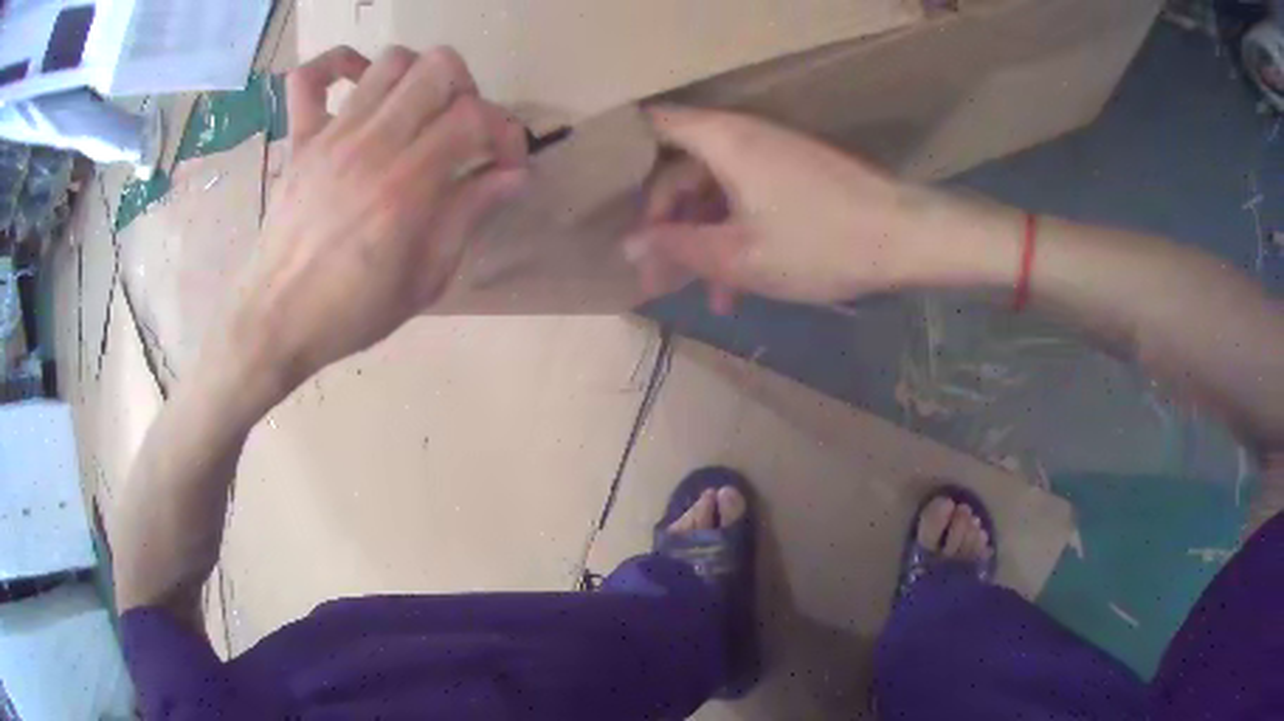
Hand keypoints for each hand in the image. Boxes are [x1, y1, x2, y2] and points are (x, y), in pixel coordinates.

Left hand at [223, 46, 528, 394]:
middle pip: (439, 68)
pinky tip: (357, 82)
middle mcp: (372, 145)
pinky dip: (336, 64)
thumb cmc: (352, 311)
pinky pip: (309, 77)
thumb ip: (470, 216)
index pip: (476, 117)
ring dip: (418, 77)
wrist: (276, 321)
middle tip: (460, 130)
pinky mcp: (300, 139)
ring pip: (390, 61)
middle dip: (467, 91)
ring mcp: (331, 135)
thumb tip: (514, 176)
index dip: (506, 132)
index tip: (506, 163)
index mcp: (407, 185)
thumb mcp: (426, 279)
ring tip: (418, 112)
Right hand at [624, 106, 919, 313]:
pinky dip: (736, 235)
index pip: (654, 125)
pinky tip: (737, 287)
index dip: (623, 150)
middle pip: (682, 169)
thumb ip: (679, 249)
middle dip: (666, 223)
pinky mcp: (794, 176)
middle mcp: (743, 137)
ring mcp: (771, 156)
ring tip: (702, 295)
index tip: (601, 190)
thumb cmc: (820, 243)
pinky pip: (747, 199)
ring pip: (716, 192)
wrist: (906, 238)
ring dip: (703, 240)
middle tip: (655, 273)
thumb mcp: (740, 256)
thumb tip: (629, 246)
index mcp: (723, 140)